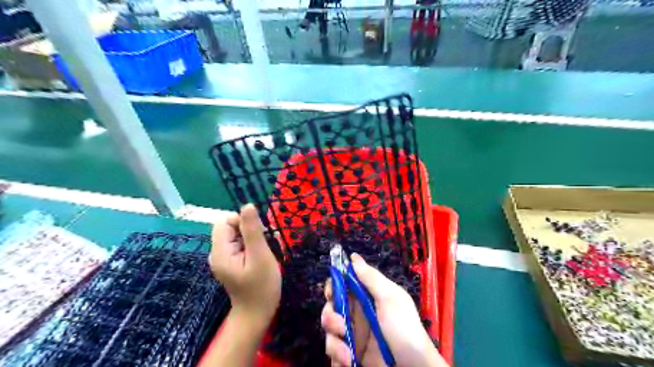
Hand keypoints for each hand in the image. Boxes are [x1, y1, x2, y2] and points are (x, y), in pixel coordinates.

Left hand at [210, 204, 280, 326]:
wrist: (257, 313)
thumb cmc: (261, 286)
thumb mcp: (260, 256)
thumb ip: (252, 230)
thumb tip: (247, 205)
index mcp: (220, 251)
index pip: (224, 222)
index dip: (242, 222)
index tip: (258, 235)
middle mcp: (217, 253)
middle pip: (231, 227)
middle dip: (250, 230)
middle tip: (265, 245)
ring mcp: (224, 258)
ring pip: (238, 235)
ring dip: (254, 238)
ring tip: (266, 252)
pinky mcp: (231, 262)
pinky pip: (240, 244)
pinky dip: (252, 246)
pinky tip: (262, 256)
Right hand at [321, 254, 446, 366]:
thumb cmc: (404, 328)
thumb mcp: (391, 298)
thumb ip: (371, 278)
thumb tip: (354, 256)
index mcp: (366, 297)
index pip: (342, 284)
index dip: (333, 286)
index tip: (331, 293)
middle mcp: (356, 313)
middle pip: (330, 307)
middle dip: (330, 317)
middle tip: (341, 326)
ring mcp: (353, 335)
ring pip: (329, 332)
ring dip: (335, 343)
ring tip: (349, 354)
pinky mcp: (350, 355)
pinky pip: (333, 353)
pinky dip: (337, 359)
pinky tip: (349, 362)